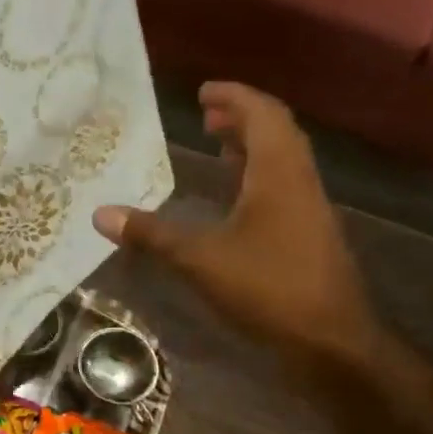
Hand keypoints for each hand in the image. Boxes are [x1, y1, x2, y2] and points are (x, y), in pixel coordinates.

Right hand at [93, 83, 378, 369]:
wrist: (331, 342)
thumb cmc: (269, 288)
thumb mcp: (200, 259)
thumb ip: (151, 234)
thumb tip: (101, 214)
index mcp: (278, 175)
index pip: (263, 116)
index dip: (235, 97)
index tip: (202, 91)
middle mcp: (298, 182)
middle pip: (276, 132)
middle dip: (241, 117)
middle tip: (205, 114)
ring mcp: (307, 209)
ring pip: (281, 160)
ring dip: (250, 144)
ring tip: (216, 143)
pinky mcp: (307, 234)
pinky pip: (281, 185)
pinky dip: (255, 174)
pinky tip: (232, 195)